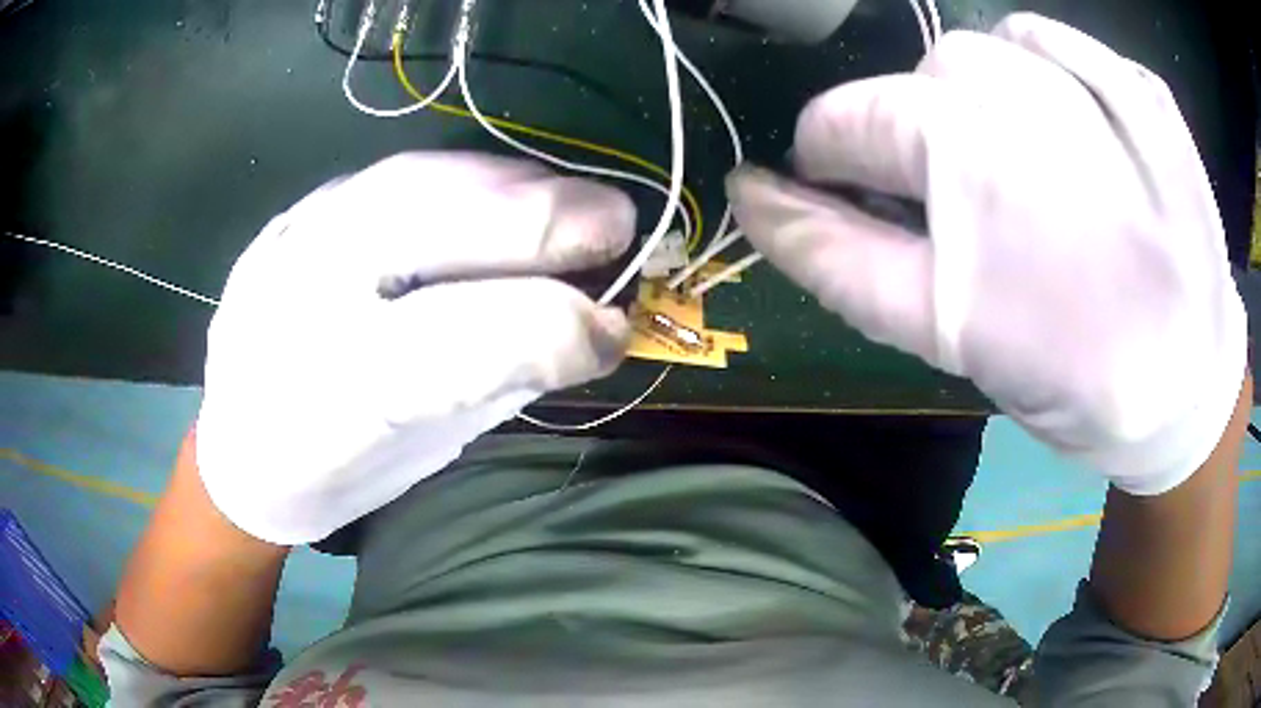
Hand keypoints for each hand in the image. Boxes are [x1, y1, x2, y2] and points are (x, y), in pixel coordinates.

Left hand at [196, 153, 635, 543]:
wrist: (239, 447)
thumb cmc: (334, 469)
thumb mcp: (418, 452)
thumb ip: (497, 380)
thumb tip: (589, 321)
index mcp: (328, 394)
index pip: (457, 341)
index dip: (552, 327)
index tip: (615, 329)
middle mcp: (299, 300)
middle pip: (428, 223)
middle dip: (540, 218)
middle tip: (617, 223)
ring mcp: (290, 240)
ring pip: (414, 179)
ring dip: (511, 185)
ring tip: (572, 202)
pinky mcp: (299, 213)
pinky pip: (396, 173)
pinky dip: (467, 176)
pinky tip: (507, 190)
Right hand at [728, 14, 1245, 494]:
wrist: (1192, 387)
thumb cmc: (1073, 381)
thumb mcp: (947, 337)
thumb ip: (838, 256)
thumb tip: (752, 192)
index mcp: (964, 164)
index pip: (843, 122)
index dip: (834, 161)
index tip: (855, 196)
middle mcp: (1022, 98)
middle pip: (916, 77)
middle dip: (921, 136)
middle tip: (969, 207)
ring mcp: (1096, 81)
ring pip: (984, 47)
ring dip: (983, 99)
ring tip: (1024, 165)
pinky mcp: (1145, 89)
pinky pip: (1060, 41)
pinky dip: (1047, 68)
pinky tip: (1073, 126)